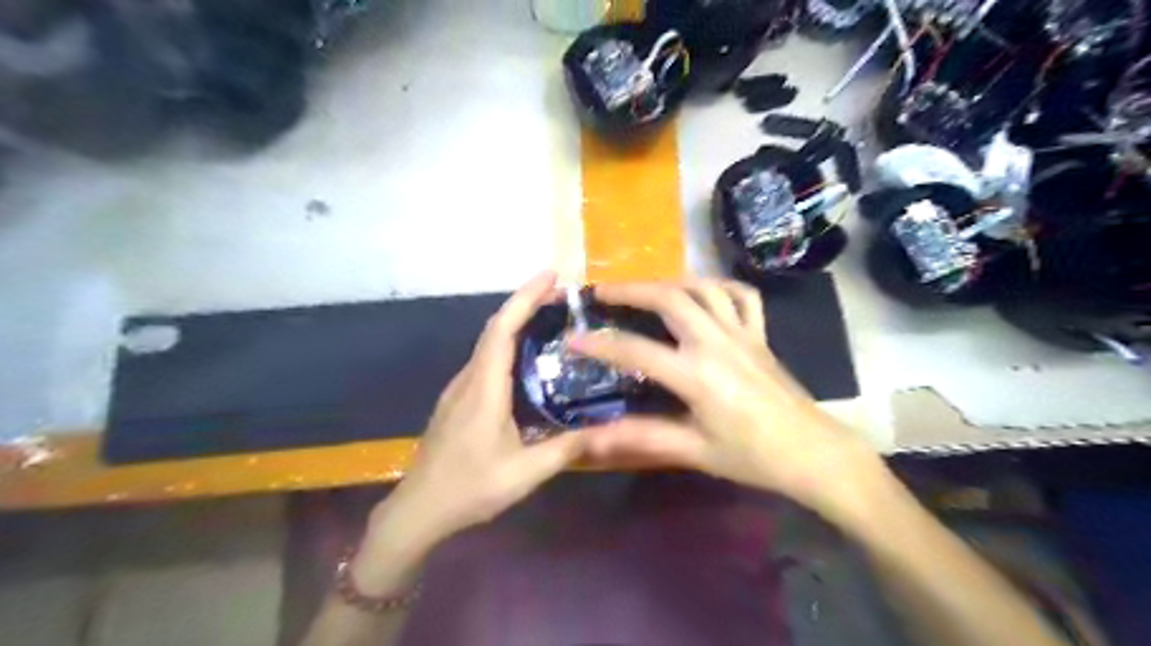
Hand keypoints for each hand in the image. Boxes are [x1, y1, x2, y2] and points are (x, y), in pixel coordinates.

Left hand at [363, 273, 585, 560]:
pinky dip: (508, 343)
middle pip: (495, 328)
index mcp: (484, 389)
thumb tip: (607, 429)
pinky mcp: (458, 400)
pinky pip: (486, 359)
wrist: (418, 509)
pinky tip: (528, 357)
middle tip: (562, 294)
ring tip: (551, 317)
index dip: (525, 298)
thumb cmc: (469, 489)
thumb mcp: (524, 473)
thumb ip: (566, 449)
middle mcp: (469, 379)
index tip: (551, 276)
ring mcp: (460, 389)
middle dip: (525, 303)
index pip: (502, 330)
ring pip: (488, 342)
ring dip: (516, 321)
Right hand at [571, 281, 882, 520]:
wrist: (813, 453)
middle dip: (631, 290)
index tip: (572, 336)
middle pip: (670, 299)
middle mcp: (717, 343)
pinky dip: (719, 286)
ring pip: (703, 288)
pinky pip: (742, 296)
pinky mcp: (761, 334)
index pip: (637, 351)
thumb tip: (593, 438)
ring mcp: (742, 333)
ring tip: (645, 288)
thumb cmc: (753, 457)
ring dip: (669, 281)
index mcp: (698, 375)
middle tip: (602, 291)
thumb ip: (643, 437)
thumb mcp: (694, 451)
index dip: (600, 343)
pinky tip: (703, 292)